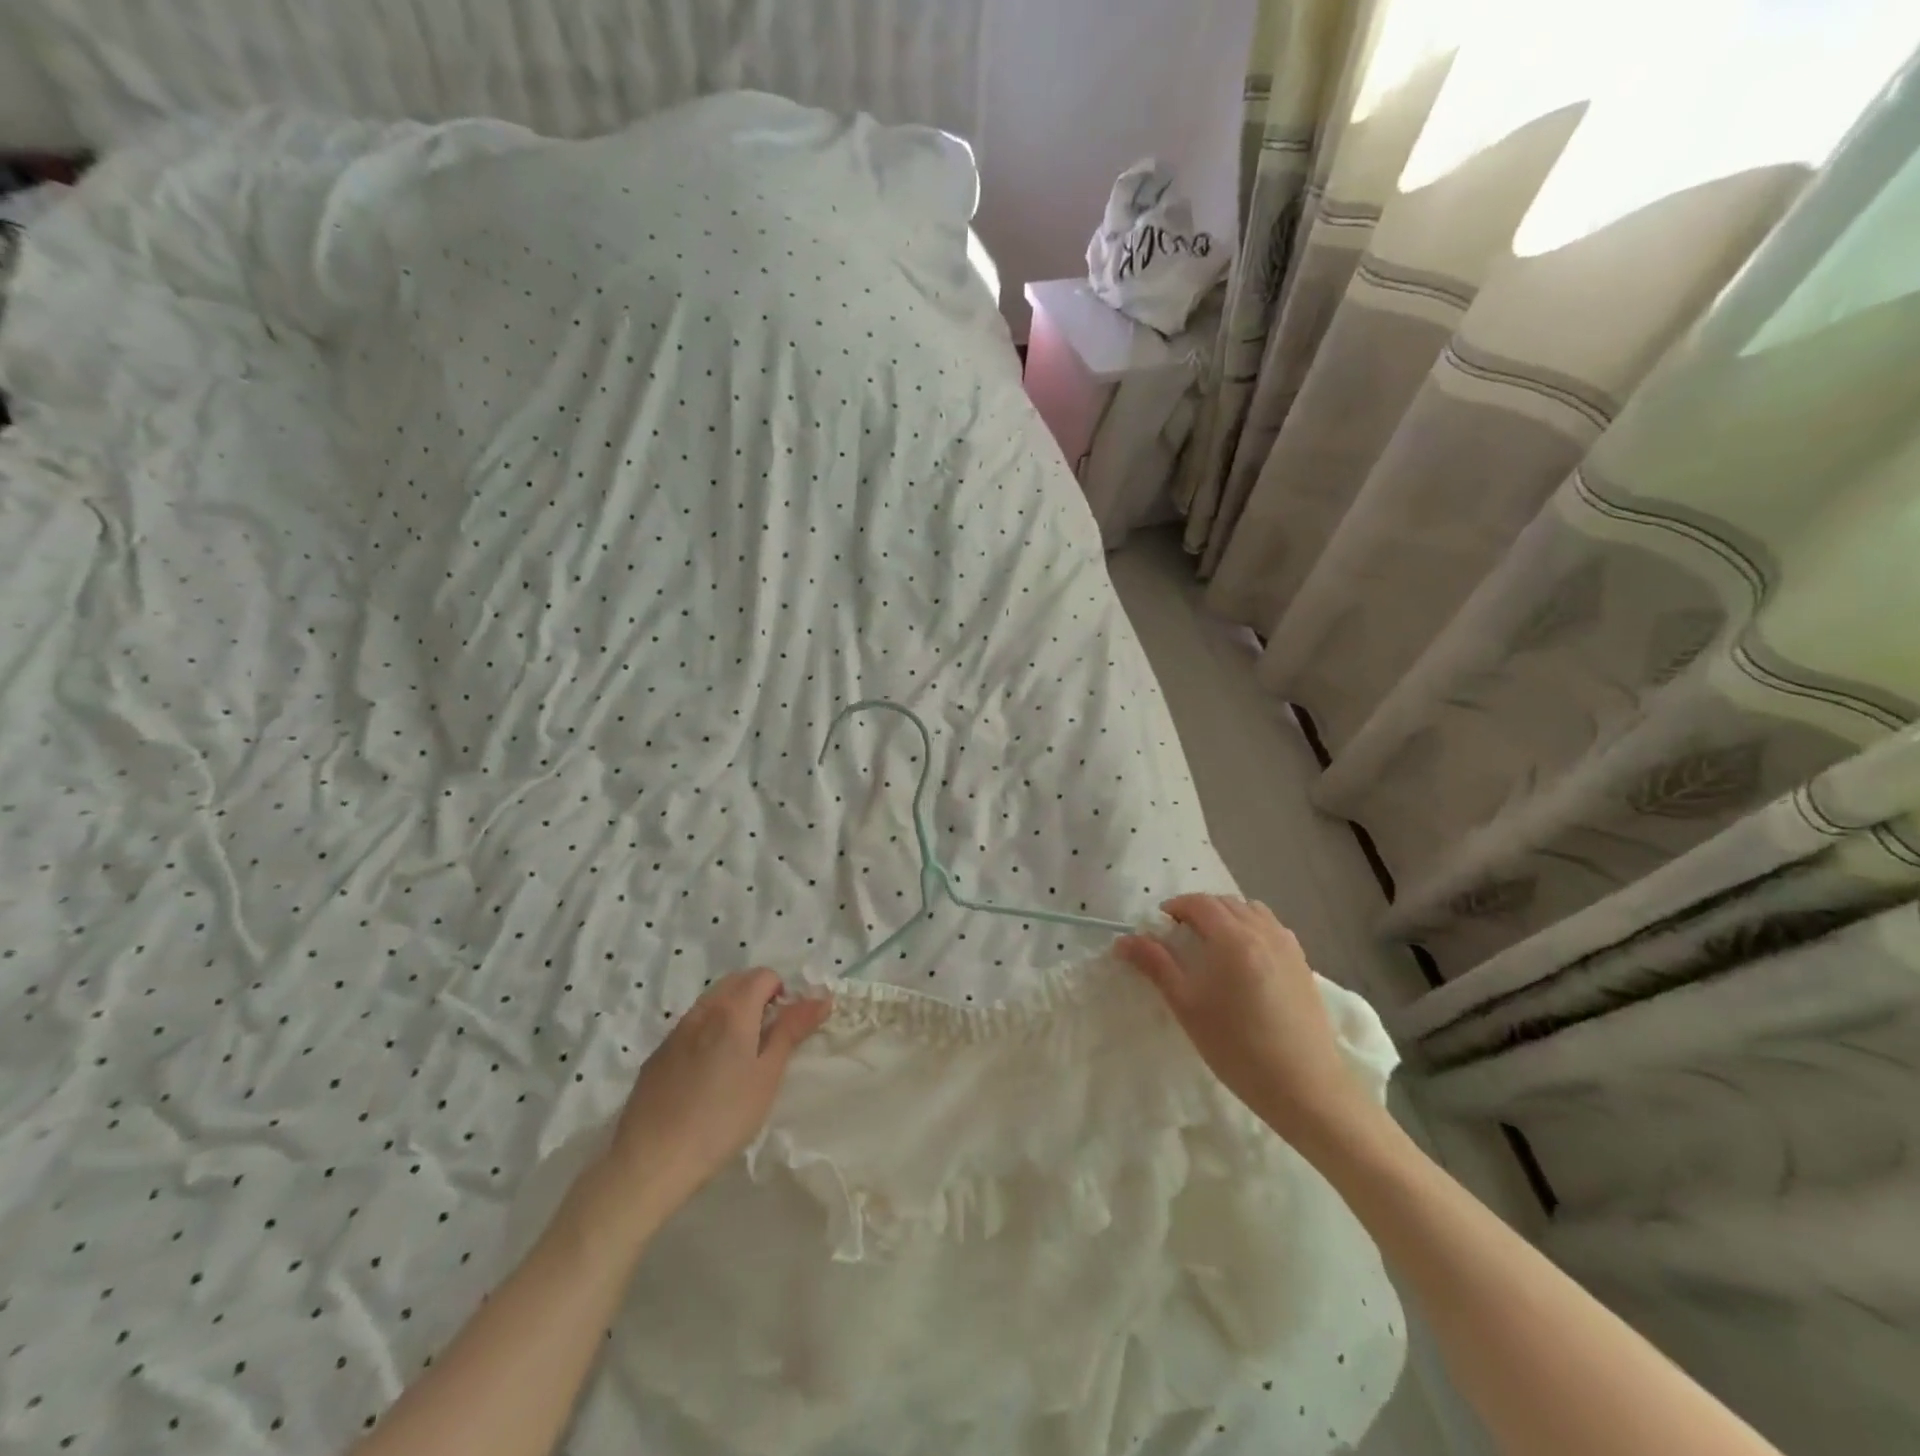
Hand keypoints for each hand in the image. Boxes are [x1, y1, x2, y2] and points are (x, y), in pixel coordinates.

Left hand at [602, 969, 831, 1216]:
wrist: (651, 1161)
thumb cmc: (722, 1118)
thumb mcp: (767, 1075)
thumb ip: (792, 1030)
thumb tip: (821, 997)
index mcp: (732, 1011)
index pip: (763, 975)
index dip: (782, 993)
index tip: (785, 1027)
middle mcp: (702, 1010)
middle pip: (736, 982)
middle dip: (758, 996)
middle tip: (767, 1039)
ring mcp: (676, 1031)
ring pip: (712, 1002)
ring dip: (732, 1012)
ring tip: (739, 1057)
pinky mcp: (657, 1054)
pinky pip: (691, 1026)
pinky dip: (708, 1031)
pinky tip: (707, 1074)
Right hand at [1115, 894, 1376, 1153]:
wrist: (1306, 1088)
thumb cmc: (1237, 1047)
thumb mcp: (1187, 1005)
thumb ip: (1155, 965)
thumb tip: (1123, 940)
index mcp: (1232, 937)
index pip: (1198, 903)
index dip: (1174, 908)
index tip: (1158, 929)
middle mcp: (1263, 931)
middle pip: (1225, 903)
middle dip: (1198, 911)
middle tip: (1179, 939)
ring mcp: (1288, 946)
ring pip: (1251, 912)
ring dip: (1227, 917)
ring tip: (1212, 947)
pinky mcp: (1303, 964)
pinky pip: (1271, 929)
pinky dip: (1250, 929)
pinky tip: (1244, 963)